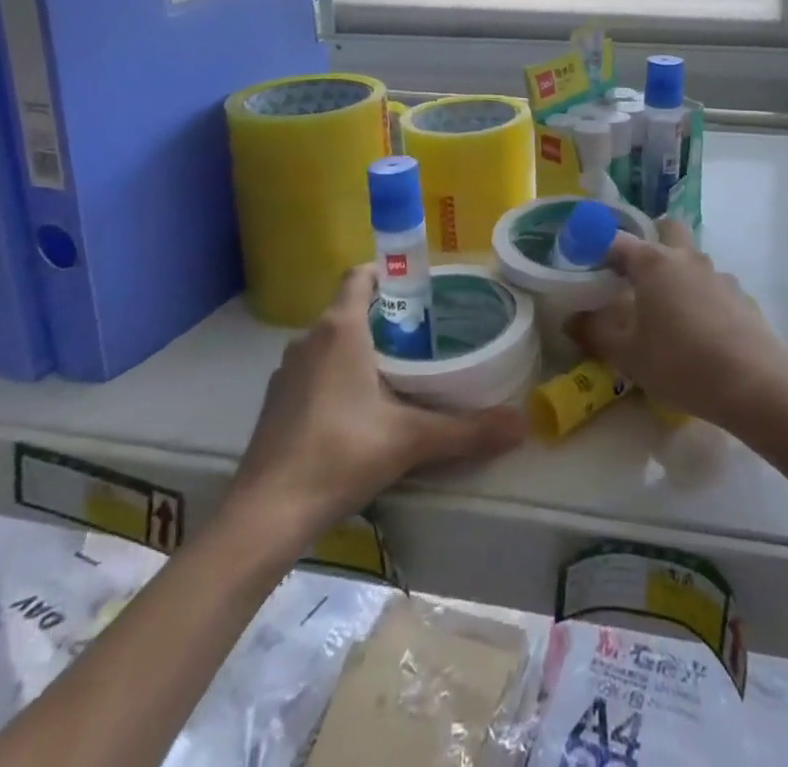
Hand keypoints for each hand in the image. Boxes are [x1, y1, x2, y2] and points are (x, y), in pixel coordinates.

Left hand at [230, 266, 525, 530]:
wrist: (265, 516)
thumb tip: (523, 425)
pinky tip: (360, 408)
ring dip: (360, 345)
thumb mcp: (410, 440)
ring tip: (399, 368)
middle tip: (425, 332)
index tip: (419, 286)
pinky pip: (314, 368)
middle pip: (350, 308)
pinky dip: (337, 373)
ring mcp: (287, 371)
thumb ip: (467, 430)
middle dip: (385, 314)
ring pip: (330, 340)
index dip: (388, 271)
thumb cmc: (339, 455)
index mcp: (340, 329)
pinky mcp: (275, 401)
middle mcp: (309, 339)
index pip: (360, 275)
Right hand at [568, 219, 787, 432]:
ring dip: (678, 273)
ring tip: (666, 312)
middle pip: (668, 229)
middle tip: (634, 273)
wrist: (755, 385)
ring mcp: (719, 276)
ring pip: (693, 259)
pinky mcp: (742, 298)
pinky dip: (701, 298)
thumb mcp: (628, 355)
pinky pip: (713, 287)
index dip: (598, 247)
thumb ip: (596, 333)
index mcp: (654, 263)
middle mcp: (687, 259)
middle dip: (651, 240)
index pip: (618, 240)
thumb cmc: (680, 363)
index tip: (585, 263)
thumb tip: (572, 319)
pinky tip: (699, 333)